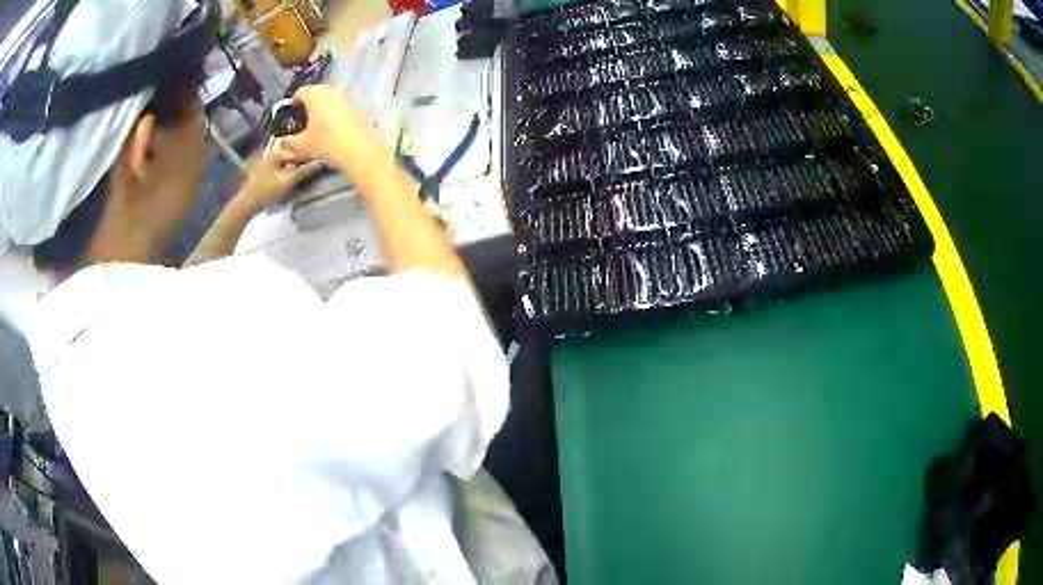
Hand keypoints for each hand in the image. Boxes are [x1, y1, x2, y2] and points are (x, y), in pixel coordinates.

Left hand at [234, 149, 320, 213]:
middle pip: (291, 152)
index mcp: (276, 152)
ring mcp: (266, 160)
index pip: (298, 148)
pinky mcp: (264, 169)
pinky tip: (292, 174)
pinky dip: (288, 167)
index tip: (321, 158)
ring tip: (306, 169)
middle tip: (315, 164)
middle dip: (303, 157)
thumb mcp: (287, 181)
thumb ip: (304, 171)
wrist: (247, 204)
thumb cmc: (266, 192)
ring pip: (286, 159)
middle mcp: (271, 152)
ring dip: (296, 163)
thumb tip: (320, 162)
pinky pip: (280, 164)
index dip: (310, 153)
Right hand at [279, 85, 380, 169]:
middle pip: (316, 94)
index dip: (293, 103)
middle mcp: (332, 90)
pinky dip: (335, 115)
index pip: (300, 92)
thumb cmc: (325, 143)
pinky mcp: (359, 107)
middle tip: (302, 121)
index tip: (290, 115)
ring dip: (323, 109)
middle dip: (308, 105)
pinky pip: (342, 107)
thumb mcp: (301, 145)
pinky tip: (333, 130)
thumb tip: (281, 142)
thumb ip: (287, 142)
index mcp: (316, 93)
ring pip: (330, 100)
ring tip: (317, 127)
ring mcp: (348, 97)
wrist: (359, 150)